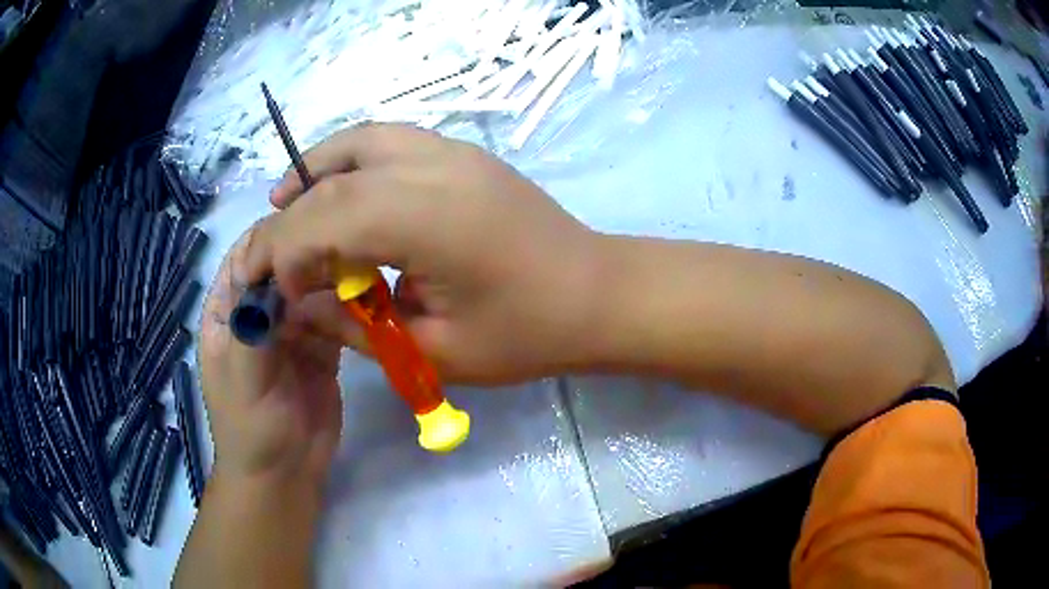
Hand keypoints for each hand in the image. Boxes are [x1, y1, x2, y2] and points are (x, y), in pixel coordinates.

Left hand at [198, 224, 354, 486]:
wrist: (284, 474)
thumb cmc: (250, 427)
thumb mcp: (241, 373)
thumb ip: (253, 321)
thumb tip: (273, 268)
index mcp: (228, 312)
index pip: (245, 258)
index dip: (269, 238)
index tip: (306, 222)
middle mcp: (259, 313)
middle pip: (282, 268)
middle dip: (308, 254)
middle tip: (346, 243)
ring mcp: (292, 331)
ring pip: (311, 289)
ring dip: (333, 279)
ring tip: (362, 267)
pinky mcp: (321, 349)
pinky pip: (334, 318)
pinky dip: (349, 308)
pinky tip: (369, 299)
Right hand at [247, 123, 602, 384]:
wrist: (597, 293)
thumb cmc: (526, 335)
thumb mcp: (434, 351)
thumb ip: (354, 329)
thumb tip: (296, 310)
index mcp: (429, 219)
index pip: (325, 218)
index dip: (285, 254)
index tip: (279, 294)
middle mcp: (434, 167)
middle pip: (332, 179)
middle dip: (287, 220)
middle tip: (268, 260)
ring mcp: (451, 150)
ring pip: (358, 141)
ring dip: (312, 172)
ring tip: (285, 207)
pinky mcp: (461, 152)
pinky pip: (387, 139)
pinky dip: (348, 158)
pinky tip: (337, 189)